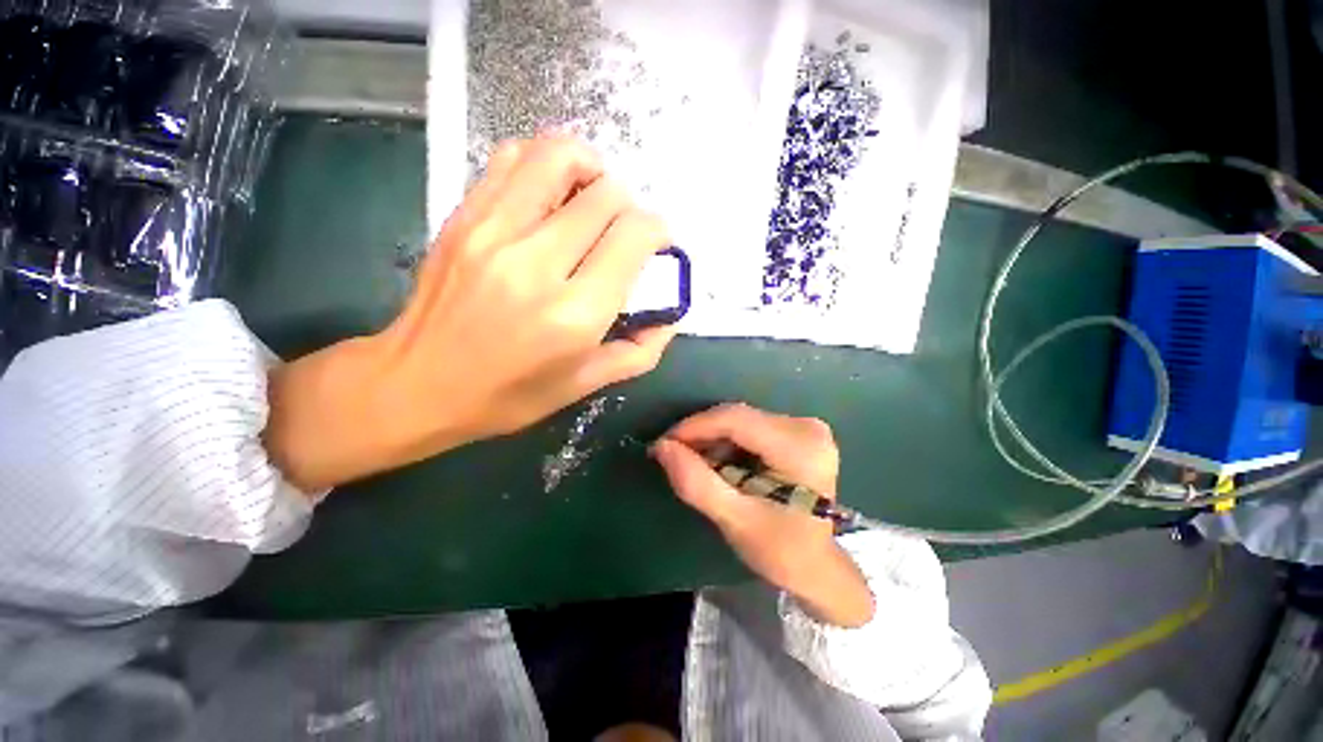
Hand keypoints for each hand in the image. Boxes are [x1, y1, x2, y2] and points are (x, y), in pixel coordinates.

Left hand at [265, 136, 675, 491]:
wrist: (417, 384)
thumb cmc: (509, 395)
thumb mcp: (586, 385)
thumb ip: (640, 351)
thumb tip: (670, 316)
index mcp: (575, 313)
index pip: (634, 235)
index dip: (657, 231)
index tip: (655, 246)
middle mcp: (538, 264)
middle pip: (606, 194)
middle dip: (629, 206)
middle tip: (623, 231)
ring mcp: (494, 232)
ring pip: (559, 157)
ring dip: (590, 169)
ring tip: (592, 197)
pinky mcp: (464, 217)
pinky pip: (513, 159)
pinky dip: (544, 163)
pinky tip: (550, 192)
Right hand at [652, 404, 874, 627]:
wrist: (818, 566)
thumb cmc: (781, 551)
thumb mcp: (734, 520)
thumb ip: (696, 482)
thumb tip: (662, 447)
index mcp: (800, 448)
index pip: (736, 420)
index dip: (695, 427)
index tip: (664, 444)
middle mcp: (806, 427)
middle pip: (738, 418)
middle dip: (701, 435)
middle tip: (673, 455)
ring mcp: (804, 427)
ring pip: (741, 420)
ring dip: (712, 439)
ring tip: (692, 463)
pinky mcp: (797, 432)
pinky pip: (750, 426)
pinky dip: (727, 442)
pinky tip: (716, 462)